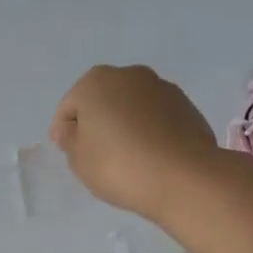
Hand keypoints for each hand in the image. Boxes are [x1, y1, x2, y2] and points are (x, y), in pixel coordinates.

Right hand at [49, 65, 223, 221]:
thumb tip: (72, 129)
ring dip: (125, 125)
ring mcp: (163, 88)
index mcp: (96, 81)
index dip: (64, 131)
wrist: (184, 177)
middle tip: (95, 155)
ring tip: (125, 158)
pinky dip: (148, 131)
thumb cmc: (119, 165)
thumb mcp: (78, 159)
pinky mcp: (188, 106)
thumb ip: (69, 139)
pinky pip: (156, 118)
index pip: (69, 107)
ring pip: (131, 107)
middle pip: (102, 100)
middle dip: (97, 123)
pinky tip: (149, 156)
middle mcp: (130, 75)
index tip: (68, 154)